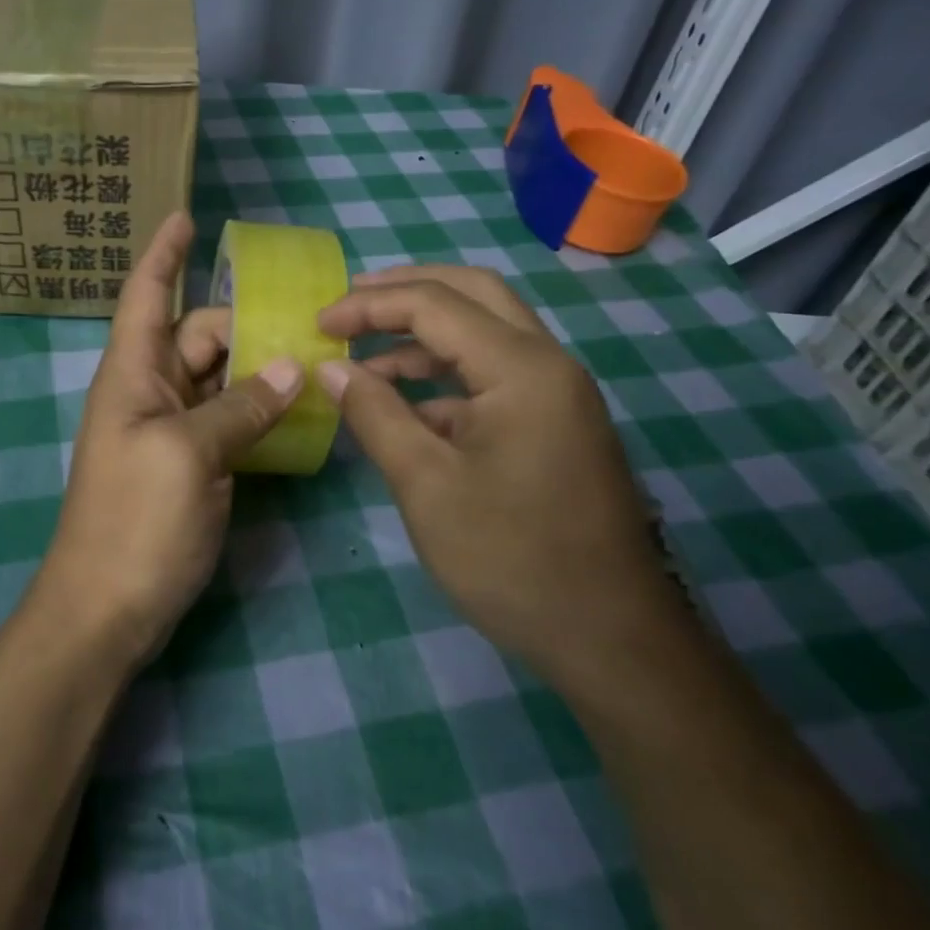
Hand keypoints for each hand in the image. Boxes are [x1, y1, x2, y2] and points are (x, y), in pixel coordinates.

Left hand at [34, 213, 301, 669]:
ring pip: (222, 376)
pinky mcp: (195, 463)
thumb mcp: (188, 455)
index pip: (145, 296)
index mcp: (133, 373)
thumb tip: (292, 367)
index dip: (163, 254)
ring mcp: (174, 429)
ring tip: (317, 354)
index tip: (186, 216)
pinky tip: (301, 406)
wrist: (108, 608)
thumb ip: (241, 407)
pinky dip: (261, 407)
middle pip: (200, 334)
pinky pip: (232, 418)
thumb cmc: (134, 521)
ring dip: (260, 363)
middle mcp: (152, 390)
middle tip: (309, 319)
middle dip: (245, 320)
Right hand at [315, 265, 678, 688]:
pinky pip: (494, 372)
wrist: (612, 638)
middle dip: (405, 290)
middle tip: (349, 302)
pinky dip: (445, 372)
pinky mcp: (556, 422)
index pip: (434, 305)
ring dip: (424, 330)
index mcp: (522, 368)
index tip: (317, 323)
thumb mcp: (426, 484)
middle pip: (472, 293)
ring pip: (486, 329)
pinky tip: (405, 401)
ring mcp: (558, 392)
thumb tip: (330, 367)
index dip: (368, 306)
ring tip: (363, 349)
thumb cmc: (512, 559)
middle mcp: (547, 363)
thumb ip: (375, 414)